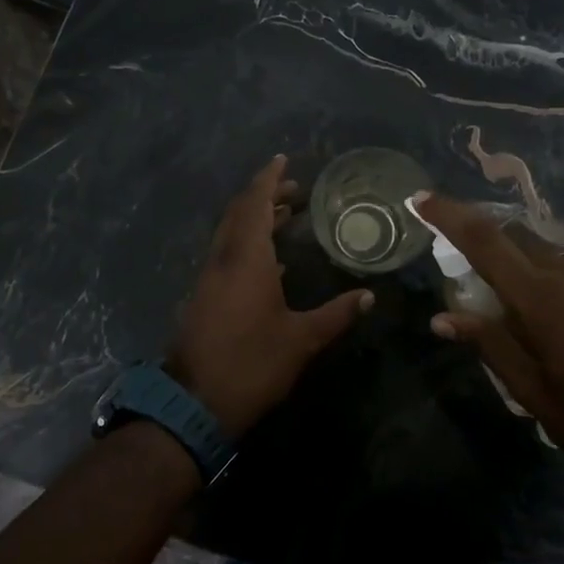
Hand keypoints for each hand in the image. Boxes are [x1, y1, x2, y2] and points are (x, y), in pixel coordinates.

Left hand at [167, 155, 374, 437]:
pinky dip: (248, 244)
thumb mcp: (302, 340)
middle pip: (240, 214)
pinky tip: (271, 261)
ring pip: (231, 235)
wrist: (194, 403)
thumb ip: (336, 315)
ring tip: (287, 215)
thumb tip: (369, 296)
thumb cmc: (252, 364)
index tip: (283, 159)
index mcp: (246, 259)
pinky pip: (227, 255)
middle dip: (265, 196)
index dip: (269, 179)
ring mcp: (209, 279)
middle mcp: (223, 260)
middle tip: (295, 189)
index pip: (256, 204)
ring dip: (255, 219)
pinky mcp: (204, 297)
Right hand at [414, 193, 563, 487]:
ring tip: (517, 309)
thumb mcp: (530, 391)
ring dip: (520, 263)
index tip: (421, 198)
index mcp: (540, 298)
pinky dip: (551, 277)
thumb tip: (442, 317)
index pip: (484, 240)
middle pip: (514, 236)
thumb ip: (488, 344)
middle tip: (471, 280)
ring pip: (546, 251)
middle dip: (485, 243)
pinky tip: (559, 317)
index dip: (450, 215)